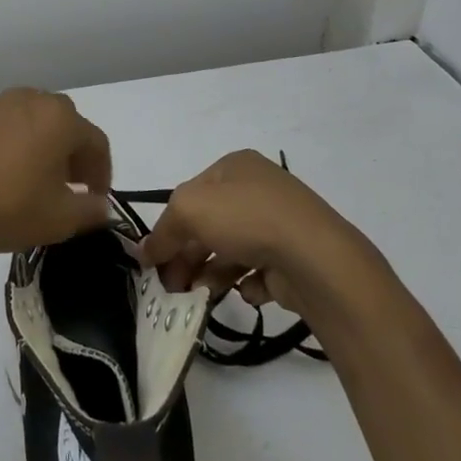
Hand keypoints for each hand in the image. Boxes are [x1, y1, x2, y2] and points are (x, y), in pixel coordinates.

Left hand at [0, 89, 113, 260]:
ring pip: (31, 121)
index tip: (97, 198)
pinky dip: (10, 144)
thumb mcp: (59, 220)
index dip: (102, 172)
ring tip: (32, 180)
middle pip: (65, 124)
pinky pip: (2, 126)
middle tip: (68, 187)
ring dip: (41, 146)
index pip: (96, 142)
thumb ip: (91, 210)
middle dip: (73, 155)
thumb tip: (103, 206)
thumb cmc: (5, 208)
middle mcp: (30, 99)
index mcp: (60, 118)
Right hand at [139, 150, 377, 317]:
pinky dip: (247, 284)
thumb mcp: (188, 210)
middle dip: (187, 254)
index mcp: (235, 166)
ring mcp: (280, 224)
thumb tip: (146, 252)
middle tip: (171, 285)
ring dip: (211, 272)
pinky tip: (244, 291)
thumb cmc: (246, 218)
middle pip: (210, 224)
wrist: (315, 257)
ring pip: (232, 250)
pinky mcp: (295, 258)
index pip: (191, 194)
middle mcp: (259, 189)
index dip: (169, 225)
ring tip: (199, 295)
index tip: (154, 259)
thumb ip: (163, 230)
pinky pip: (260, 272)